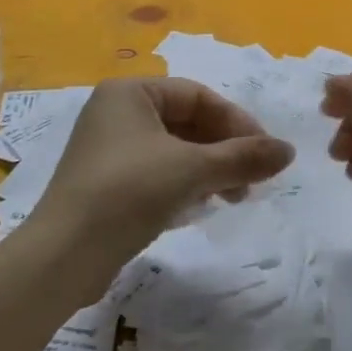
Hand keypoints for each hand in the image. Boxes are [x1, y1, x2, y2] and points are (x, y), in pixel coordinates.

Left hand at [28, 78, 294, 300]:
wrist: (62, 258)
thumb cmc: (128, 192)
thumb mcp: (192, 170)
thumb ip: (243, 157)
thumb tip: (289, 151)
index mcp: (130, 92)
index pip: (198, 95)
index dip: (236, 121)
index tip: (264, 152)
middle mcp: (116, 112)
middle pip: (187, 121)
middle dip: (224, 149)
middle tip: (252, 179)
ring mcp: (108, 148)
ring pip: (174, 148)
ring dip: (209, 168)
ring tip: (234, 197)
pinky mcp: (106, 183)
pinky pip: (157, 170)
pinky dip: (185, 183)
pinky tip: (202, 206)